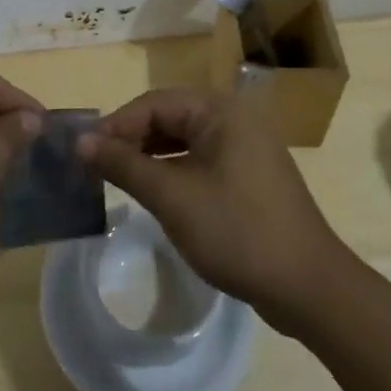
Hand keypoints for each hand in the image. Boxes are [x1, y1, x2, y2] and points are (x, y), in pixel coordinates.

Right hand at [77, 87, 343, 331]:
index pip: (153, 103)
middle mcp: (233, 118)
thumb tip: (81, 142)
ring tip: (118, 179)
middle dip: (131, 140)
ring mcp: (245, 147)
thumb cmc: (237, 231)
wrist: (309, 287)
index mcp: (219, 110)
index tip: (84, 153)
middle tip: (97, 167)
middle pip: (168, 117)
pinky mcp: (248, 175)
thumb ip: (124, 164)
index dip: (116, 125)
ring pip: (183, 140)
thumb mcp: (172, 197)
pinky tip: (155, 192)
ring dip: (150, 156)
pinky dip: (173, 171)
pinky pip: (200, 160)